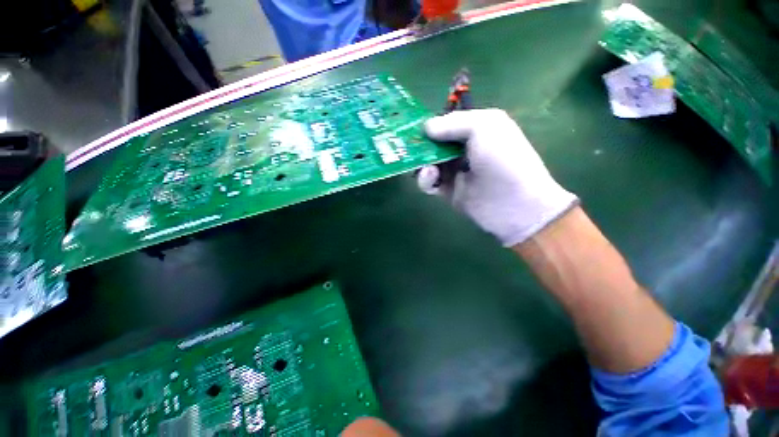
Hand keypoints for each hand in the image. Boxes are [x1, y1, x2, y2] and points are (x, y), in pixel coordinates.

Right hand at [418, 109, 577, 246]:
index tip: (412, 125)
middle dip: (421, 144)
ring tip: (427, 167)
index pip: (446, 122)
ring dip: (422, 162)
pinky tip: (430, 177)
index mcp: (475, 129)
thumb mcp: (485, 127)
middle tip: (407, 146)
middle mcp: (463, 149)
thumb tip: (426, 127)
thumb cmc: (504, 159)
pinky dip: (425, 179)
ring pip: (428, 163)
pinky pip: (429, 182)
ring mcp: (454, 171)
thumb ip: (453, 123)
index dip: (430, 123)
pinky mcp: (448, 190)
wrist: (514, 205)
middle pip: (434, 143)